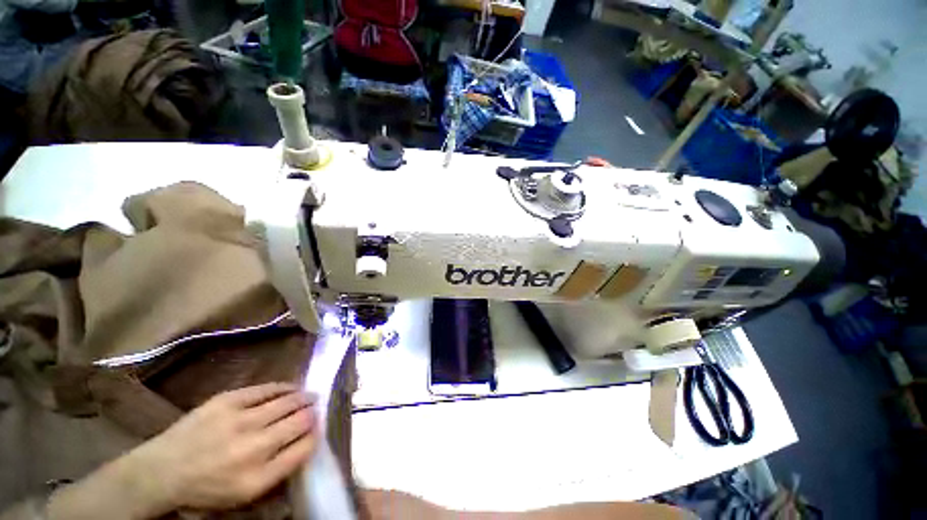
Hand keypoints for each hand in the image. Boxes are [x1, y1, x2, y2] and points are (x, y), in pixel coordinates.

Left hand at [136, 383, 317, 511]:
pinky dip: (285, 388)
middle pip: (300, 421)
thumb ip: (280, 468)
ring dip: (304, 398)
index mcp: (258, 477)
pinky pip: (268, 389)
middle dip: (314, 413)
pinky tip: (292, 388)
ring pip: (288, 402)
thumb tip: (309, 439)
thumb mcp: (245, 493)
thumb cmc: (207, 488)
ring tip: (310, 397)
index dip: (317, 435)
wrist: (161, 471)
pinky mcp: (227, 400)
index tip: (319, 429)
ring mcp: (239, 420)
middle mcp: (253, 447)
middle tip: (318, 408)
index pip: (304, 448)